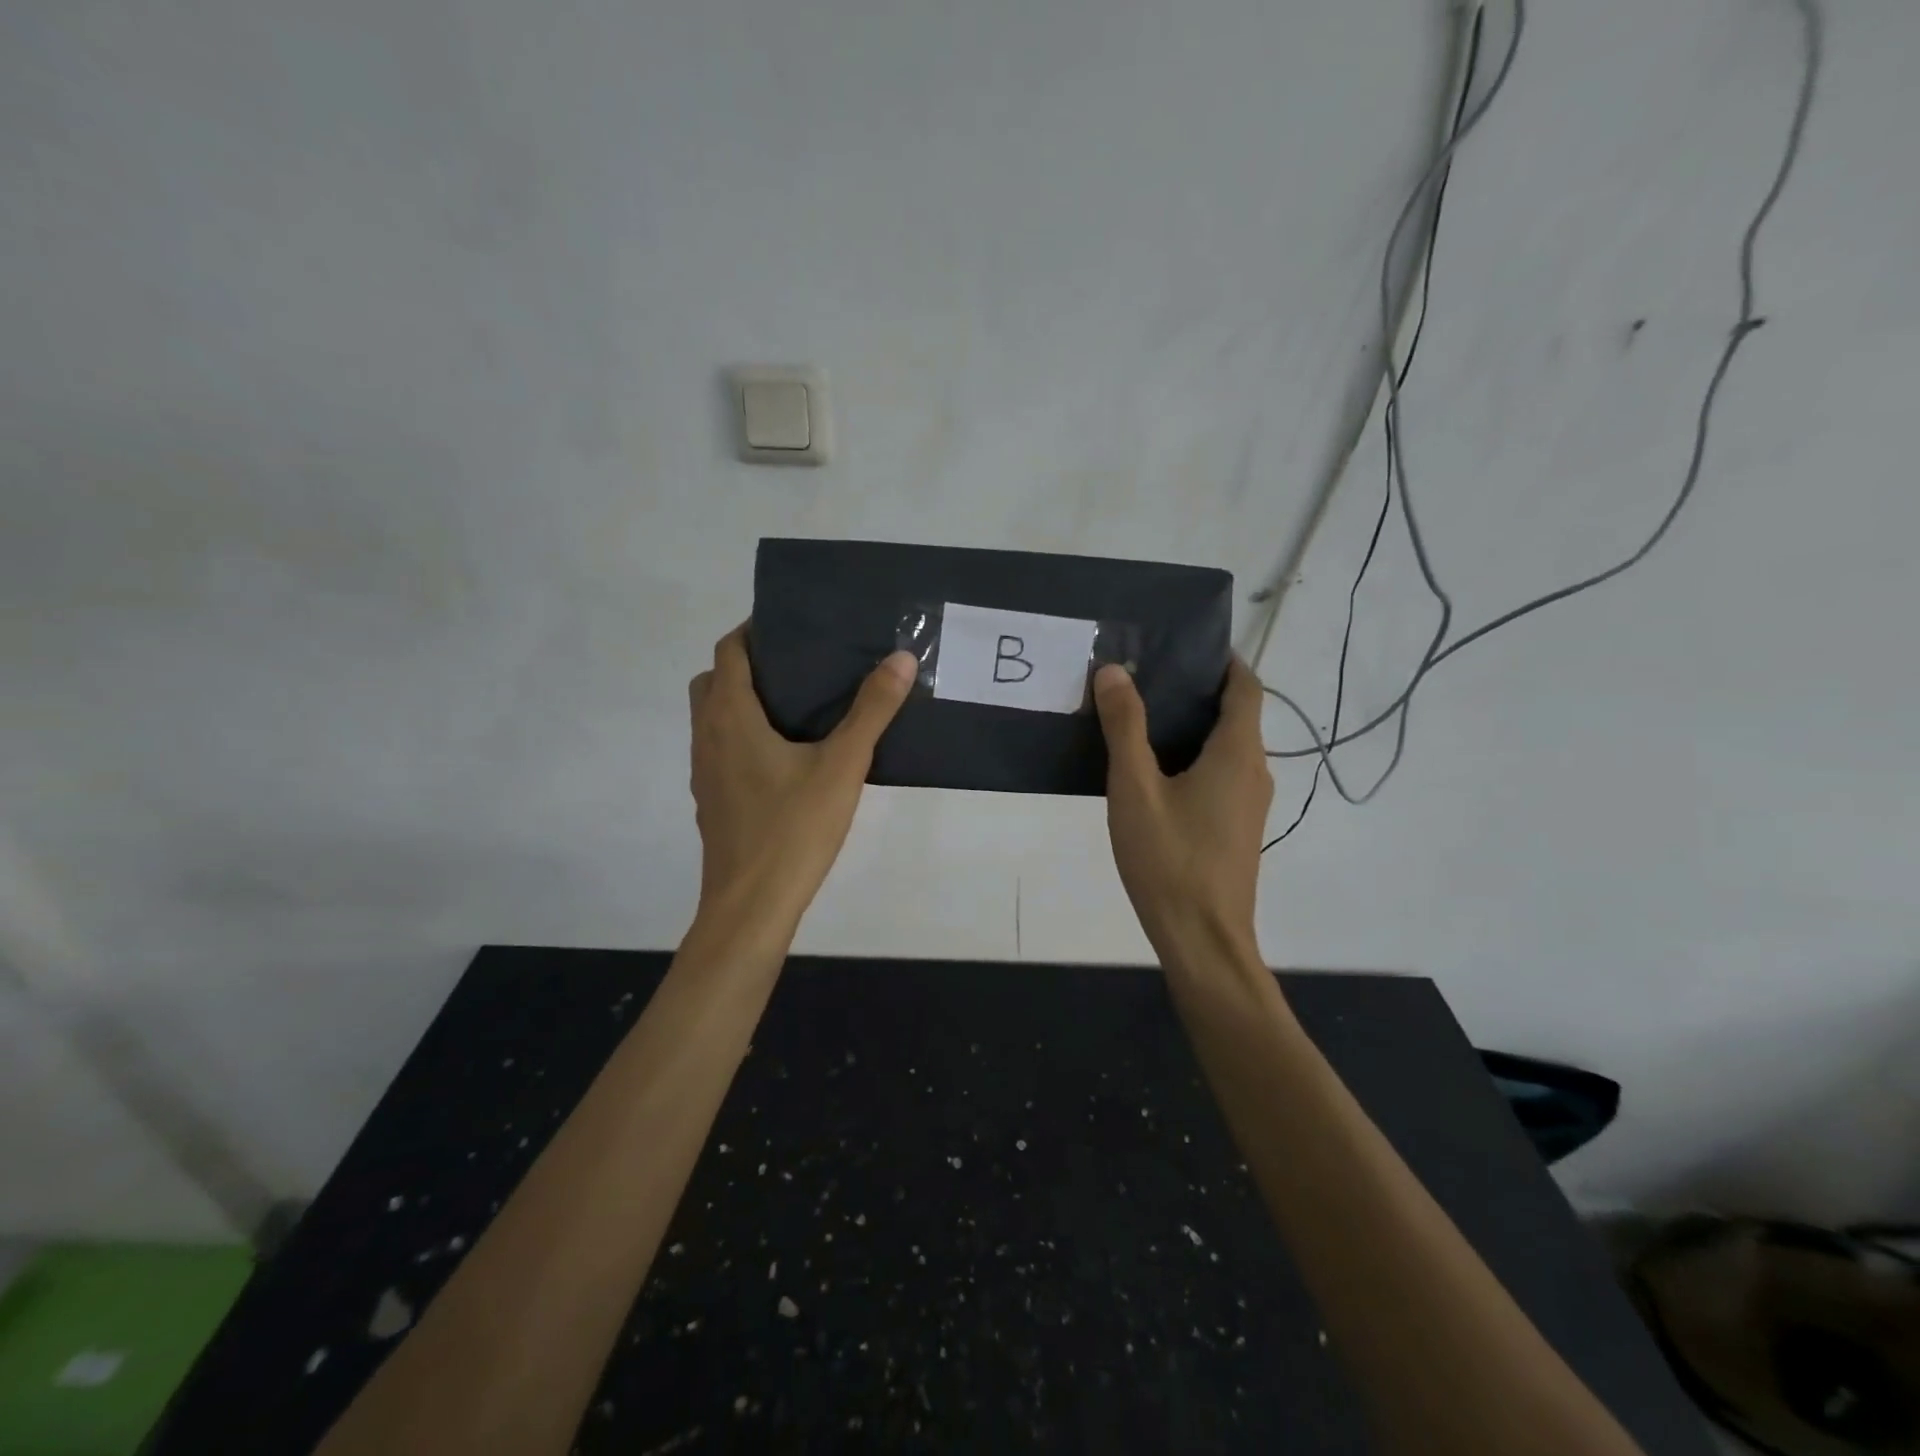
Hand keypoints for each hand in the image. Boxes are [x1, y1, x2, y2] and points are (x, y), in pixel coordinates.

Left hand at [688, 626, 916, 936]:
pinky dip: (743, 736)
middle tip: (799, 666)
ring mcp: (705, 771)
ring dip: (743, 701)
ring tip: (797, 706)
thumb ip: (872, 710)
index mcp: (730, 716)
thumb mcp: (842, 765)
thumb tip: (900, 658)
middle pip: (715, 680)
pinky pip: (721, 749)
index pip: (729, 650)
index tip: (793, 626)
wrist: (751, 906)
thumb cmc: (793, 829)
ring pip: (714, 717)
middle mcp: (707, 736)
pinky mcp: (712, 800)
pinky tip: (786, 758)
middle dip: (747, 664)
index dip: (755, 630)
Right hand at [1093, 659, 1273, 964]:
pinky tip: (1154, 773)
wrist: (1202, 938)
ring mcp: (1250, 804)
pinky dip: (1195, 758)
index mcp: (1237, 753)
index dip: (1223, 661)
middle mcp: (1255, 771)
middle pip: (1237, 716)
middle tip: (1146, 678)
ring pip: (1228, 748)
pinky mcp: (1238, 828)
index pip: (1246, 687)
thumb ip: (1124, 727)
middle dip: (1198, 692)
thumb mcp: (1135, 788)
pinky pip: (1222, 776)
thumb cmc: (1169, 859)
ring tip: (1141, 719)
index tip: (1185, 646)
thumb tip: (1114, 671)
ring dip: (1194, 727)